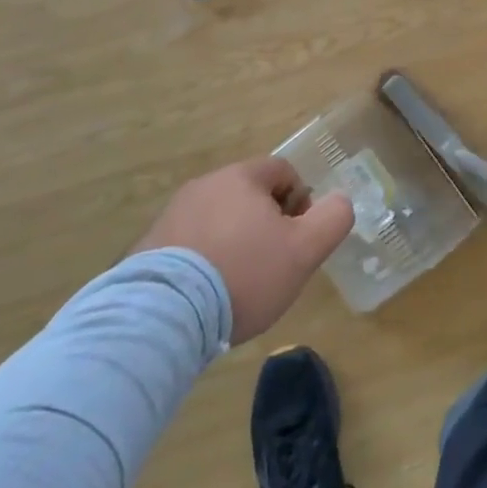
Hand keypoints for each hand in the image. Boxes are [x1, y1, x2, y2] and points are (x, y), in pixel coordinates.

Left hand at [132, 157, 354, 343]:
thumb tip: (340, 201)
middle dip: (266, 223)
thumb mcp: (304, 249)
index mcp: (241, 178)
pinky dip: (204, 261)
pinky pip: (189, 245)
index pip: (282, 171)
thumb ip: (333, 218)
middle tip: (273, 262)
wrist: (162, 316)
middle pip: (248, 195)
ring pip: (218, 219)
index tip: (298, 237)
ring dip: (234, 241)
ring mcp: (171, 216)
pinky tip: (207, 296)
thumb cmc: (244, 274)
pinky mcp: (146, 248)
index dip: (300, 200)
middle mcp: (204, 186)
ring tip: (238, 284)